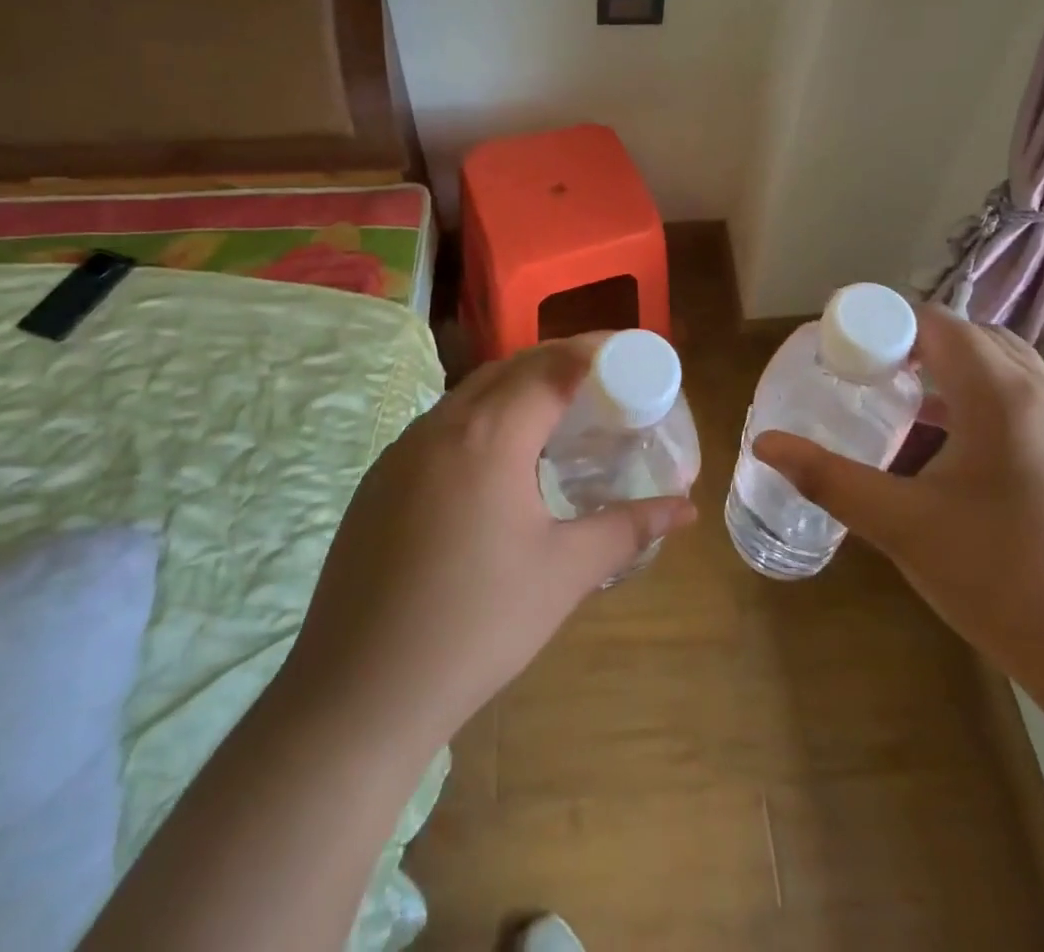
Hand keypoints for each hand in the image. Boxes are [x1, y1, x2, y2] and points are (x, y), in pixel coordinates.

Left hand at [283, 335, 696, 747]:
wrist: (360, 692)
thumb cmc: (477, 625)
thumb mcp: (565, 573)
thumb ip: (627, 528)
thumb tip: (683, 508)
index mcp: (490, 435)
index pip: (553, 366)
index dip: (596, 351)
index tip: (631, 353)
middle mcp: (442, 424)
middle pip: (511, 366)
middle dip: (560, 361)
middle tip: (603, 381)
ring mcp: (402, 449)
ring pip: (471, 392)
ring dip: (517, 387)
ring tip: (557, 414)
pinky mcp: (380, 478)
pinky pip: (441, 424)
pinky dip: (482, 417)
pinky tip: (497, 460)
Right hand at [754, 308, 1043, 697]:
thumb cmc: (1005, 582)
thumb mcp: (903, 527)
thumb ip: (829, 478)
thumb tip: (764, 444)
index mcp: (1002, 395)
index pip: (938, 323)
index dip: (887, 322)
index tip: (843, 346)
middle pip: (972, 337)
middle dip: (916, 342)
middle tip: (867, 371)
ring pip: (1004, 366)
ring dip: (953, 369)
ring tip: (904, 399)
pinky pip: (1025, 398)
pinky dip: (982, 396)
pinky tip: (955, 445)